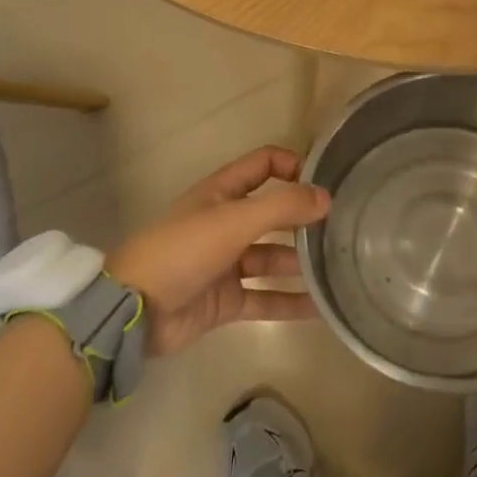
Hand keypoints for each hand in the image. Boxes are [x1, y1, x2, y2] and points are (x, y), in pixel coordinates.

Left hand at [106, 147, 327, 355]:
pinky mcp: (225, 301)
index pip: (264, 165)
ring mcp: (226, 264)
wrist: (134, 312)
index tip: (324, 182)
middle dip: (304, 218)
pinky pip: (266, 298)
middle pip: (273, 213)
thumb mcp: (234, 220)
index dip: (293, 166)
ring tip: (339, 267)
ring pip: (272, 257)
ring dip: (301, 262)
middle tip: (343, 228)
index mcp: (222, 193)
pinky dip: (291, 302)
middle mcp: (226, 223)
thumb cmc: (183, 250)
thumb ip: (283, 206)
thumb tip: (327, 197)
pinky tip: (322, 307)